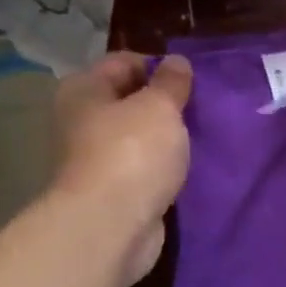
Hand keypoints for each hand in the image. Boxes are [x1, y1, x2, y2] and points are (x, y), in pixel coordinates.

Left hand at [49, 51, 191, 282]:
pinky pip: (146, 166)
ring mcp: (97, 157)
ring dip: (168, 136)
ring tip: (201, 136)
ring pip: (140, 135)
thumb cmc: (133, 153)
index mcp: (84, 90)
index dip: (160, 66)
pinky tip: (190, 166)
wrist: (112, 224)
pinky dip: (165, 165)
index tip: (194, 81)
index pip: (124, 62)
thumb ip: (172, 82)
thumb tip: (177, 61)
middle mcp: (83, 119)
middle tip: (202, 108)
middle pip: (131, 99)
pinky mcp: (115, 189)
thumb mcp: (160, 106)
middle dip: (166, 103)